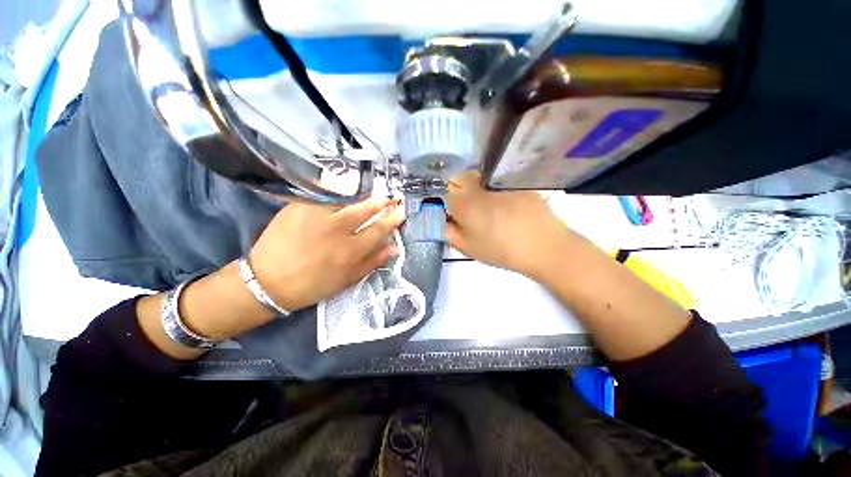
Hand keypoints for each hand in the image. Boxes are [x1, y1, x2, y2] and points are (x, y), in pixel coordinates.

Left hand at [249, 198, 404, 311]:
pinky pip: (323, 192)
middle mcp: (336, 230)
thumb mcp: (347, 280)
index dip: (393, 219)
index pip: (379, 230)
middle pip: (365, 210)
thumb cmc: (312, 285)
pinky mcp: (299, 206)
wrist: (268, 281)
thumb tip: (394, 247)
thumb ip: (372, 262)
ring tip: (371, 190)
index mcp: (350, 251)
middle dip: (382, 201)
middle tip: (391, 196)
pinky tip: (345, 185)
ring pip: (346, 197)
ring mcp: (316, 216)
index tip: (401, 210)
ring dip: (362, 192)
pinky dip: (336, 187)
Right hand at [446, 172, 574, 278]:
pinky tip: (512, 208)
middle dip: (463, 192)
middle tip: (476, 213)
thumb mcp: (468, 248)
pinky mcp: (519, 183)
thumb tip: (446, 221)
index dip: (451, 204)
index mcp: (464, 203)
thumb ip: (450, 233)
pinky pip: (502, 182)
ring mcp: (500, 183)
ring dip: (481, 190)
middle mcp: (479, 187)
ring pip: (482, 180)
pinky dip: (501, 191)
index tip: (459, 216)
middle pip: (462, 180)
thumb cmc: (501, 250)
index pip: (447, 193)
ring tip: (496, 211)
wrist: (543, 246)